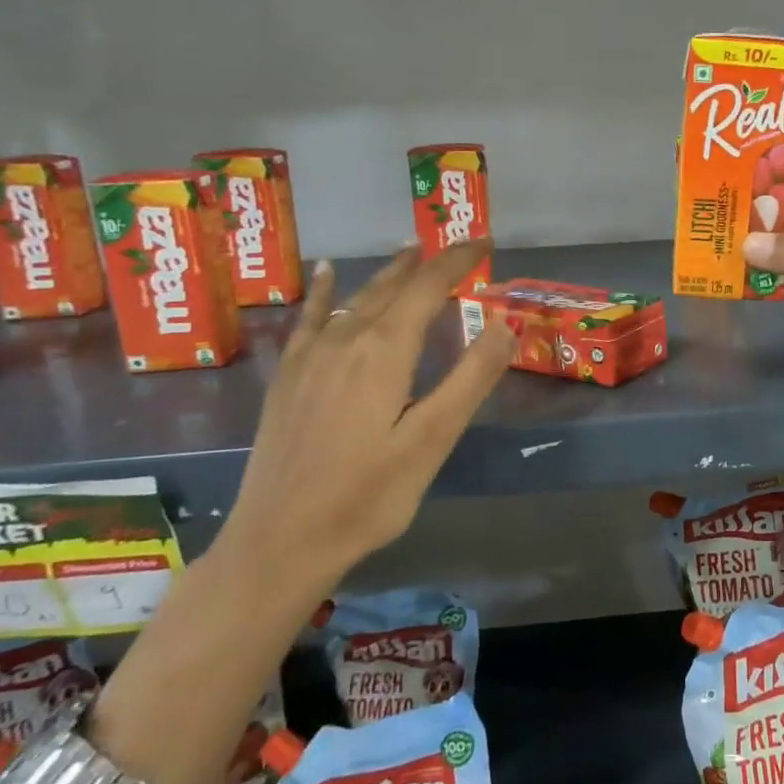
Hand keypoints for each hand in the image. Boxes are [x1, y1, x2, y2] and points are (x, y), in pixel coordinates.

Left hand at [217, 242, 511, 589]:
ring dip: (389, 273)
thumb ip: (471, 377)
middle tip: (460, 246)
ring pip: (357, 298)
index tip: (485, 241)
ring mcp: (310, 357)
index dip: (458, 260)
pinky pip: (311, 318)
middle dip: (429, 262)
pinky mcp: (289, 378)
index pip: (428, 287)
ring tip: (411, 251)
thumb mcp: (432, 440)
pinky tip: (325, 273)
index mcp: (384, 351)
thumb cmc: (367, 496)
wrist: (279, 542)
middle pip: (393, 286)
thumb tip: (504, 321)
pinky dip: (323, 292)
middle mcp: (345, 340)